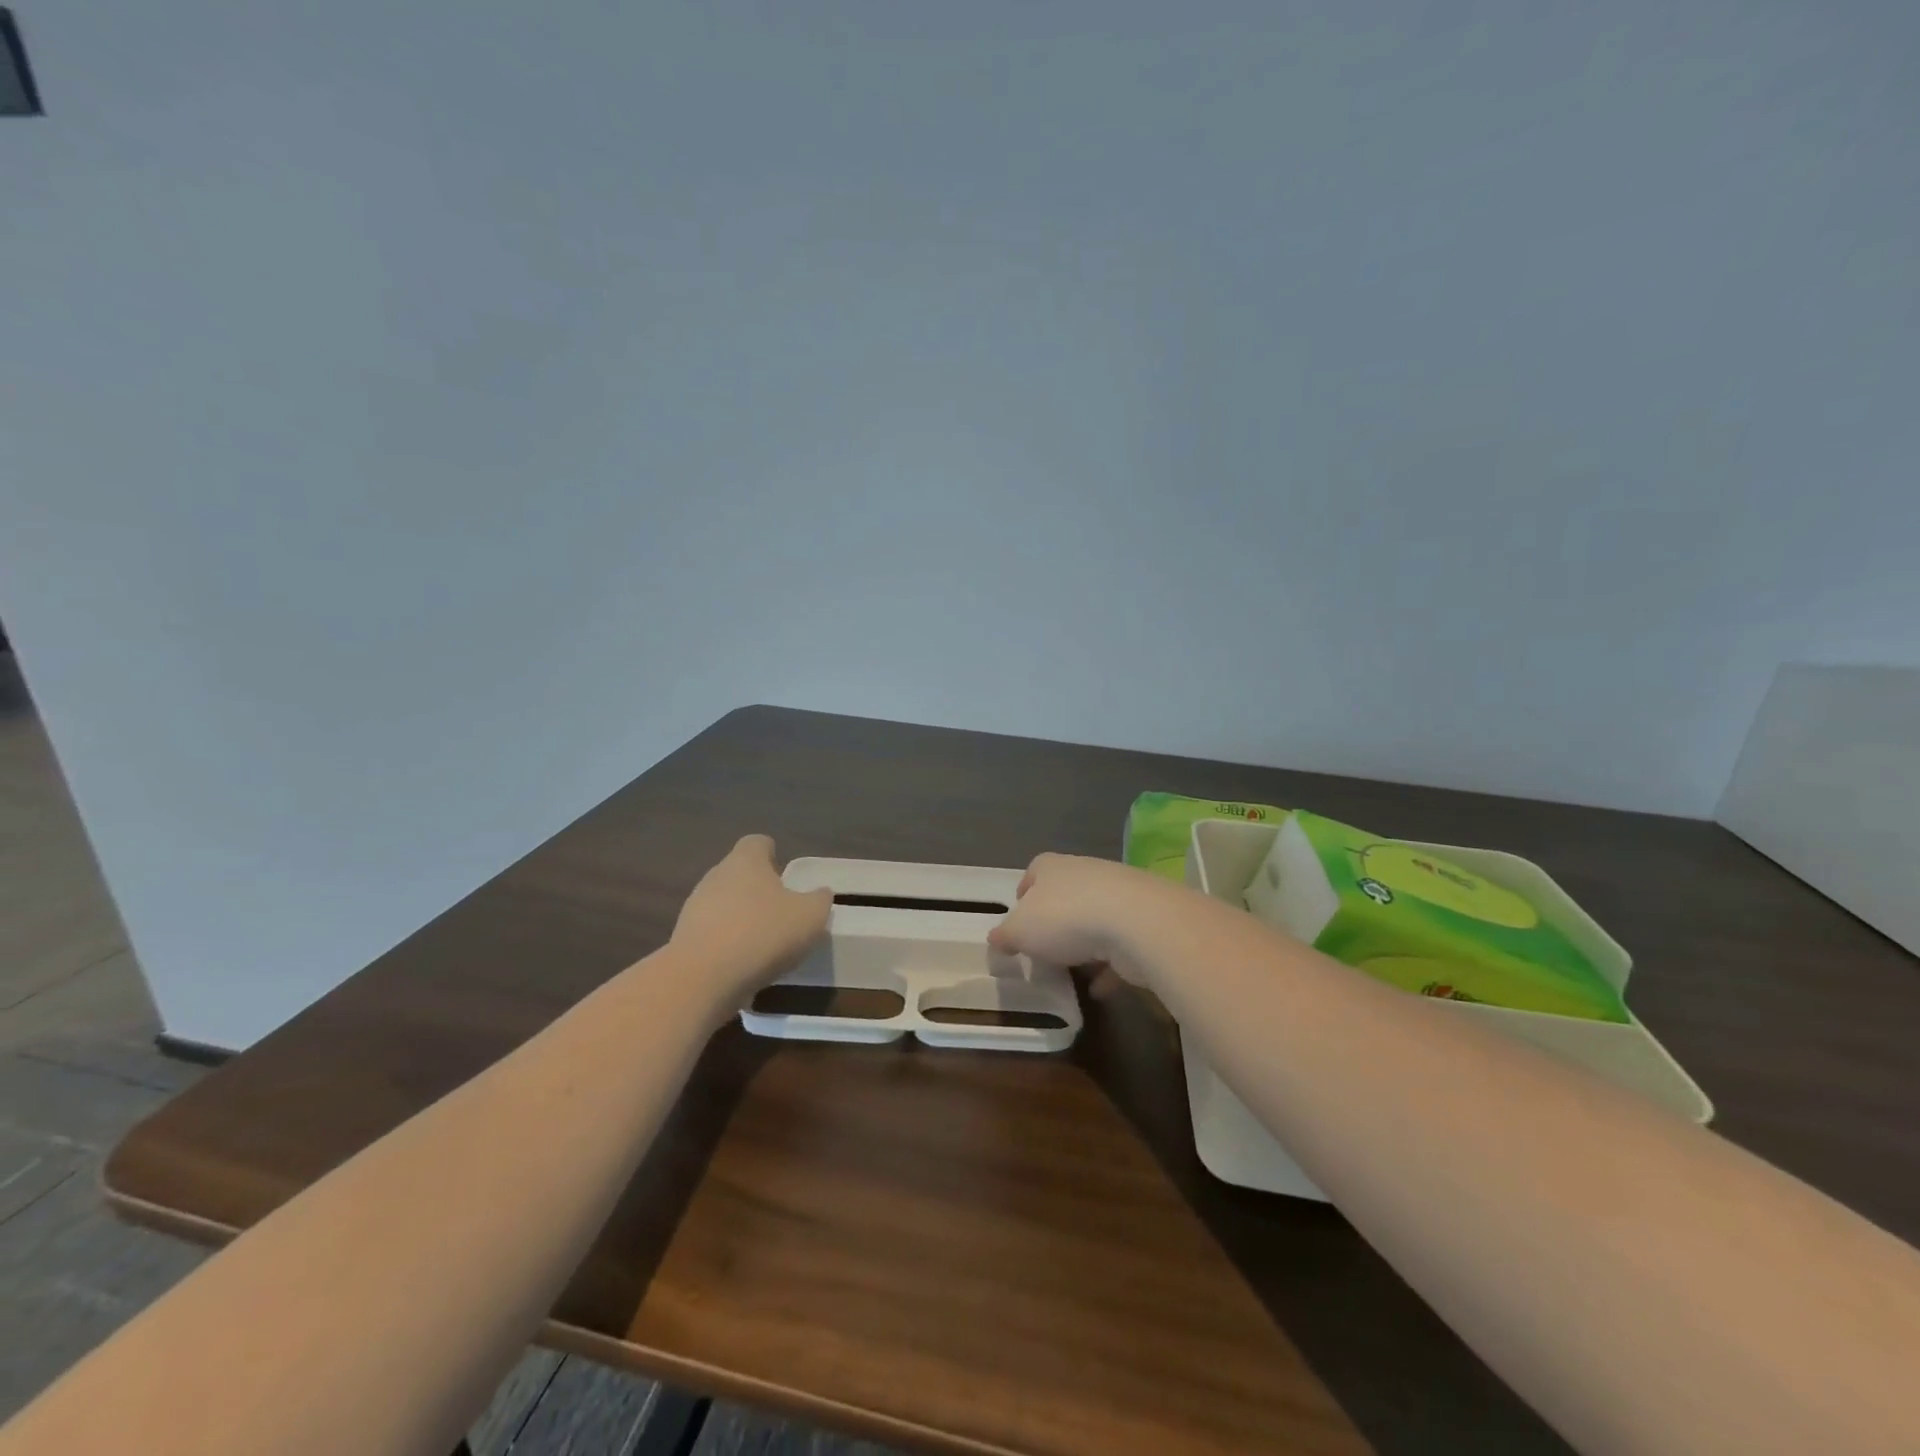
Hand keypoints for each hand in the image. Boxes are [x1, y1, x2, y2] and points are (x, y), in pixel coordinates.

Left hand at [672, 835, 832, 1000]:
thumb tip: (820, 894)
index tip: (786, 876)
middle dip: (758, 891)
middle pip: (739, 874)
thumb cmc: (762, 934)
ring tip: (764, 945)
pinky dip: (727, 946)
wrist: (701, 979)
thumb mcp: (810, 916)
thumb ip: (819, 900)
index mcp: (745, 861)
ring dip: (742, 919)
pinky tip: (742, 967)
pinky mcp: (683, 941)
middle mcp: (716, 877)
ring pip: (724, 905)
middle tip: (782, 913)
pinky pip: (712, 935)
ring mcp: (694, 909)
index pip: (758, 843)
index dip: (773, 855)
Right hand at [986, 853, 1170, 972]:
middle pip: (1065, 895)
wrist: (1136, 923)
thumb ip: (1005, 935)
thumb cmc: (1066, 918)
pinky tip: (1099, 989)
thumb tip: (996, 938)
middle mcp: (1085, 873)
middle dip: (1054, 920)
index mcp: (1052, 868)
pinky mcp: (1142, 921)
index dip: (1025, 892)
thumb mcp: (1020, 931)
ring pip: (1094, 919)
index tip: (1019, 917)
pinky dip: (1108, 966)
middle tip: (1042, 948)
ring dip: (1084, 943)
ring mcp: (1118, 895)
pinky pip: (1119, 946)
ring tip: (1070, 970)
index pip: (1035, 871)